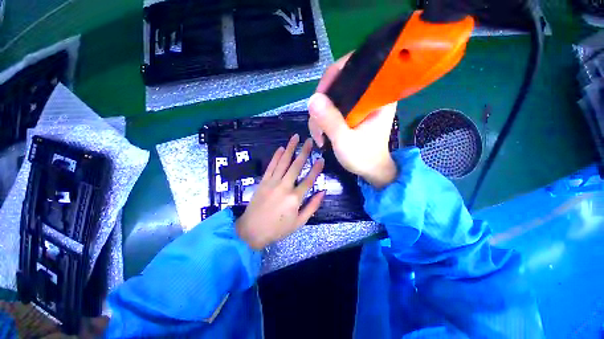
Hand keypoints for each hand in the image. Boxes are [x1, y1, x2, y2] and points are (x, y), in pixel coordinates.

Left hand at [236, 134, 325, 249]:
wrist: (252, 230)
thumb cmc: (278, 228)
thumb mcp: (299, 222)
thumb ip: (312, 206)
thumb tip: (323, 192)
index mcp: (295, 198)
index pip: (309, 180)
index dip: (316, 169)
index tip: (321, 159)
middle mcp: (285, 186)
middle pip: (296, 166)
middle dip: (304, 152)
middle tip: (309, 140)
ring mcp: (272, 182)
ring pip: (283, 162)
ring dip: (290, 149)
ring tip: (295, 137)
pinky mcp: (263, 181)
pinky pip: (271, 166)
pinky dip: (276, 156)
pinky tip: (281, 148)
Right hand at [308, 54, 397, 188]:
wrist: (370, 170)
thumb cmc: (364, 157)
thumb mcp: (345, 141)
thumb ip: (331, 121)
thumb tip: (312, 99)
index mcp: (378, 95)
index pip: (355, 67)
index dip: (333, 76)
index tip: (319, 97)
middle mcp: (369, 94)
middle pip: (338, 82)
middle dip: (322, 103)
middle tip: (316, 124)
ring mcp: (358, 103)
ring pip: (331, 97)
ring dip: (319, 115)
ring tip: (319, 136)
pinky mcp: (351, 112)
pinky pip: (331, 107)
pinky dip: (322, 119)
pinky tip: (320, 134)